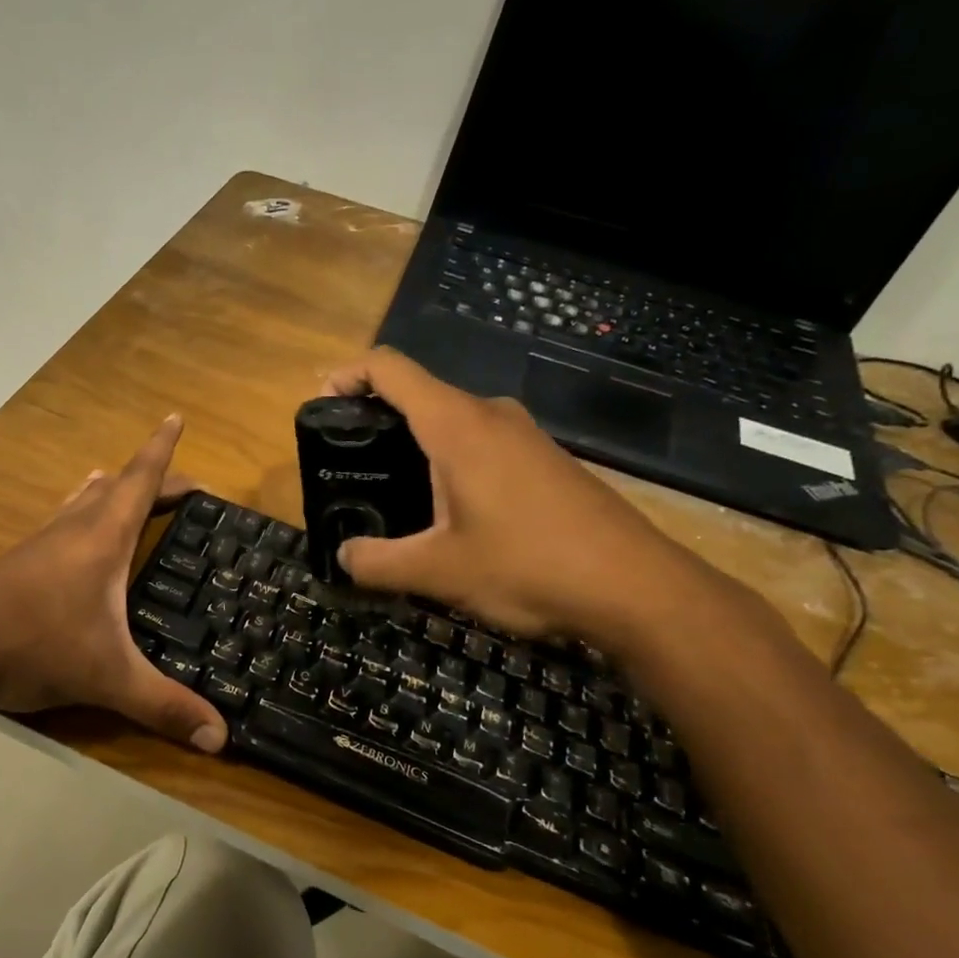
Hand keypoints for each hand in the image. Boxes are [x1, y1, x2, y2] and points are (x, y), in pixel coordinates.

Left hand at [0, 415, 227, 752]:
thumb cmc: (32, 644)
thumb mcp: (107, 678)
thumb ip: (164, 706)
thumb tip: (221, 739)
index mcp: (102, 537)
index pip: (141, 480)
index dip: (162, 449)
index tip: (176, 416)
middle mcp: (73, 530)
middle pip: (118, 488)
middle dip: (151, 478)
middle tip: (184, 487)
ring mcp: (42, 544)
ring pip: (83, 502)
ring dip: (110, 491)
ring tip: (124, 486)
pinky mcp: (20, 565)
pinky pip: (62, 524)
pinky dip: (81, 515)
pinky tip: (74, 534)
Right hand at [324, 347, 713, 647]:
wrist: (638, 588)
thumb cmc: (529, 566)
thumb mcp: (439, 572)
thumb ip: (377, 561)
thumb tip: (344, 556)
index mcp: (457, 426)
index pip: (390, 369)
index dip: (347, 375)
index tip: (320, 405)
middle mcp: (490, 416)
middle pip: (419, 393)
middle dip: (375, 419)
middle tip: (348, 465)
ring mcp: (524, 436)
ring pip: (452, 422)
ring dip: (414, 445)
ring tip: (389, 493)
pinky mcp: (545, 461)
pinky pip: (481, 444)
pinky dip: (448, 461)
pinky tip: (446, 512)